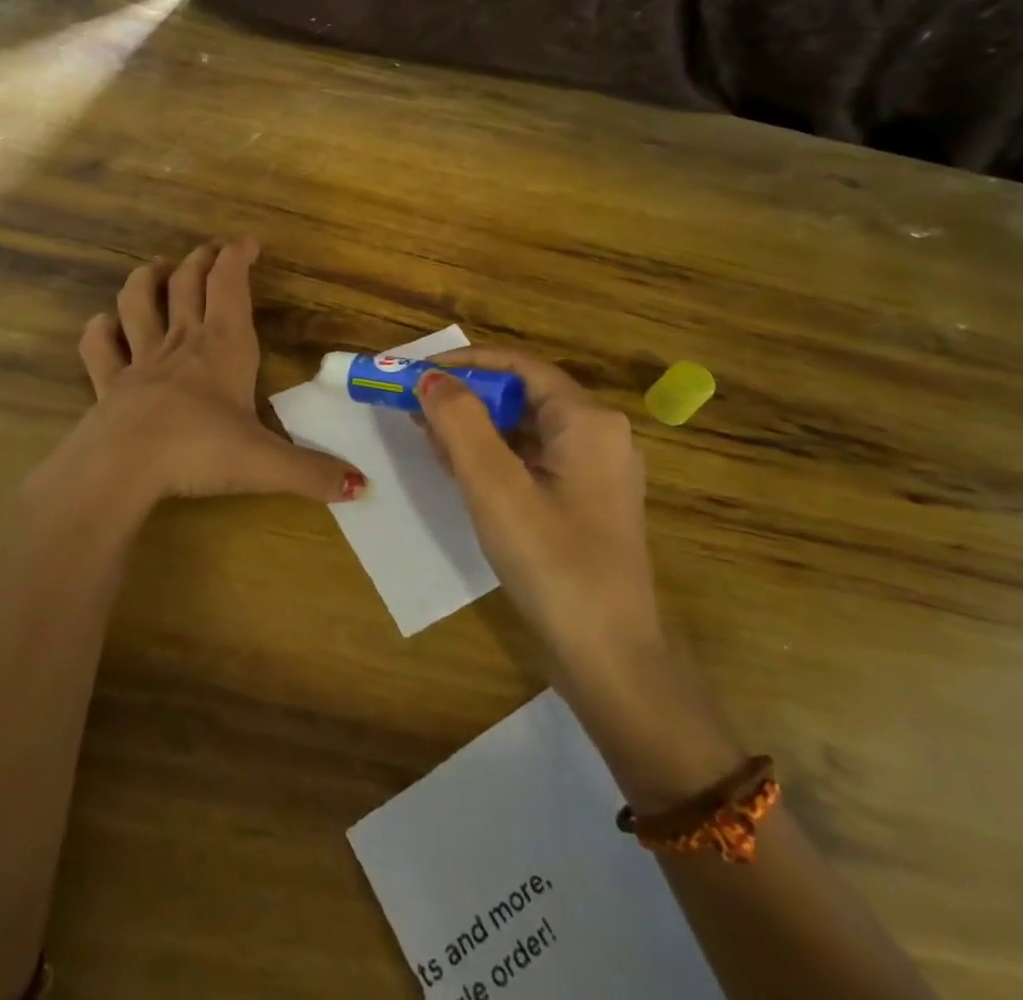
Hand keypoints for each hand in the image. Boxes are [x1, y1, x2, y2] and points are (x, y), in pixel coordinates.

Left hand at [36, 241, 363, 517]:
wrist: (126, 466)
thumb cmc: (201, 450)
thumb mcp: (267, 464)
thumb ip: (314, 473)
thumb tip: (363, 487)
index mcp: (224, 347)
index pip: (230, 285)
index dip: (237, 257)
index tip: (247, 243)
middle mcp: (182, 342)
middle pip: (188, 284)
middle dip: (201, 260)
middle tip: (210, 249)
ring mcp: (140, 360)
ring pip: (138, 302)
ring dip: (148, 279)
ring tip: (158, 268)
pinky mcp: (109, 383)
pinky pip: (99, 347)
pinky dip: (100, 330)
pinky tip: (103, 323)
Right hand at [417, 348, 660, 669]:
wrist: (608, 659)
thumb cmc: (552, 564)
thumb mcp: (495, 487)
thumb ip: (460, 423)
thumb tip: (430, 377)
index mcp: (588, 420)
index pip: (519, 366)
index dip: (464, 363)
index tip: (416, 372)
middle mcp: (599, 434)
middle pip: (522, 394)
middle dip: (465, 397)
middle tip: (414, 407)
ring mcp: (595, 470)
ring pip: (524, 428)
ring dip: (475, 427)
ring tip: (427, 436)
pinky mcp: (585, 500)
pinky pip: (532, 458)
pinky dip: (493, 456)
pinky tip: (458, 469)